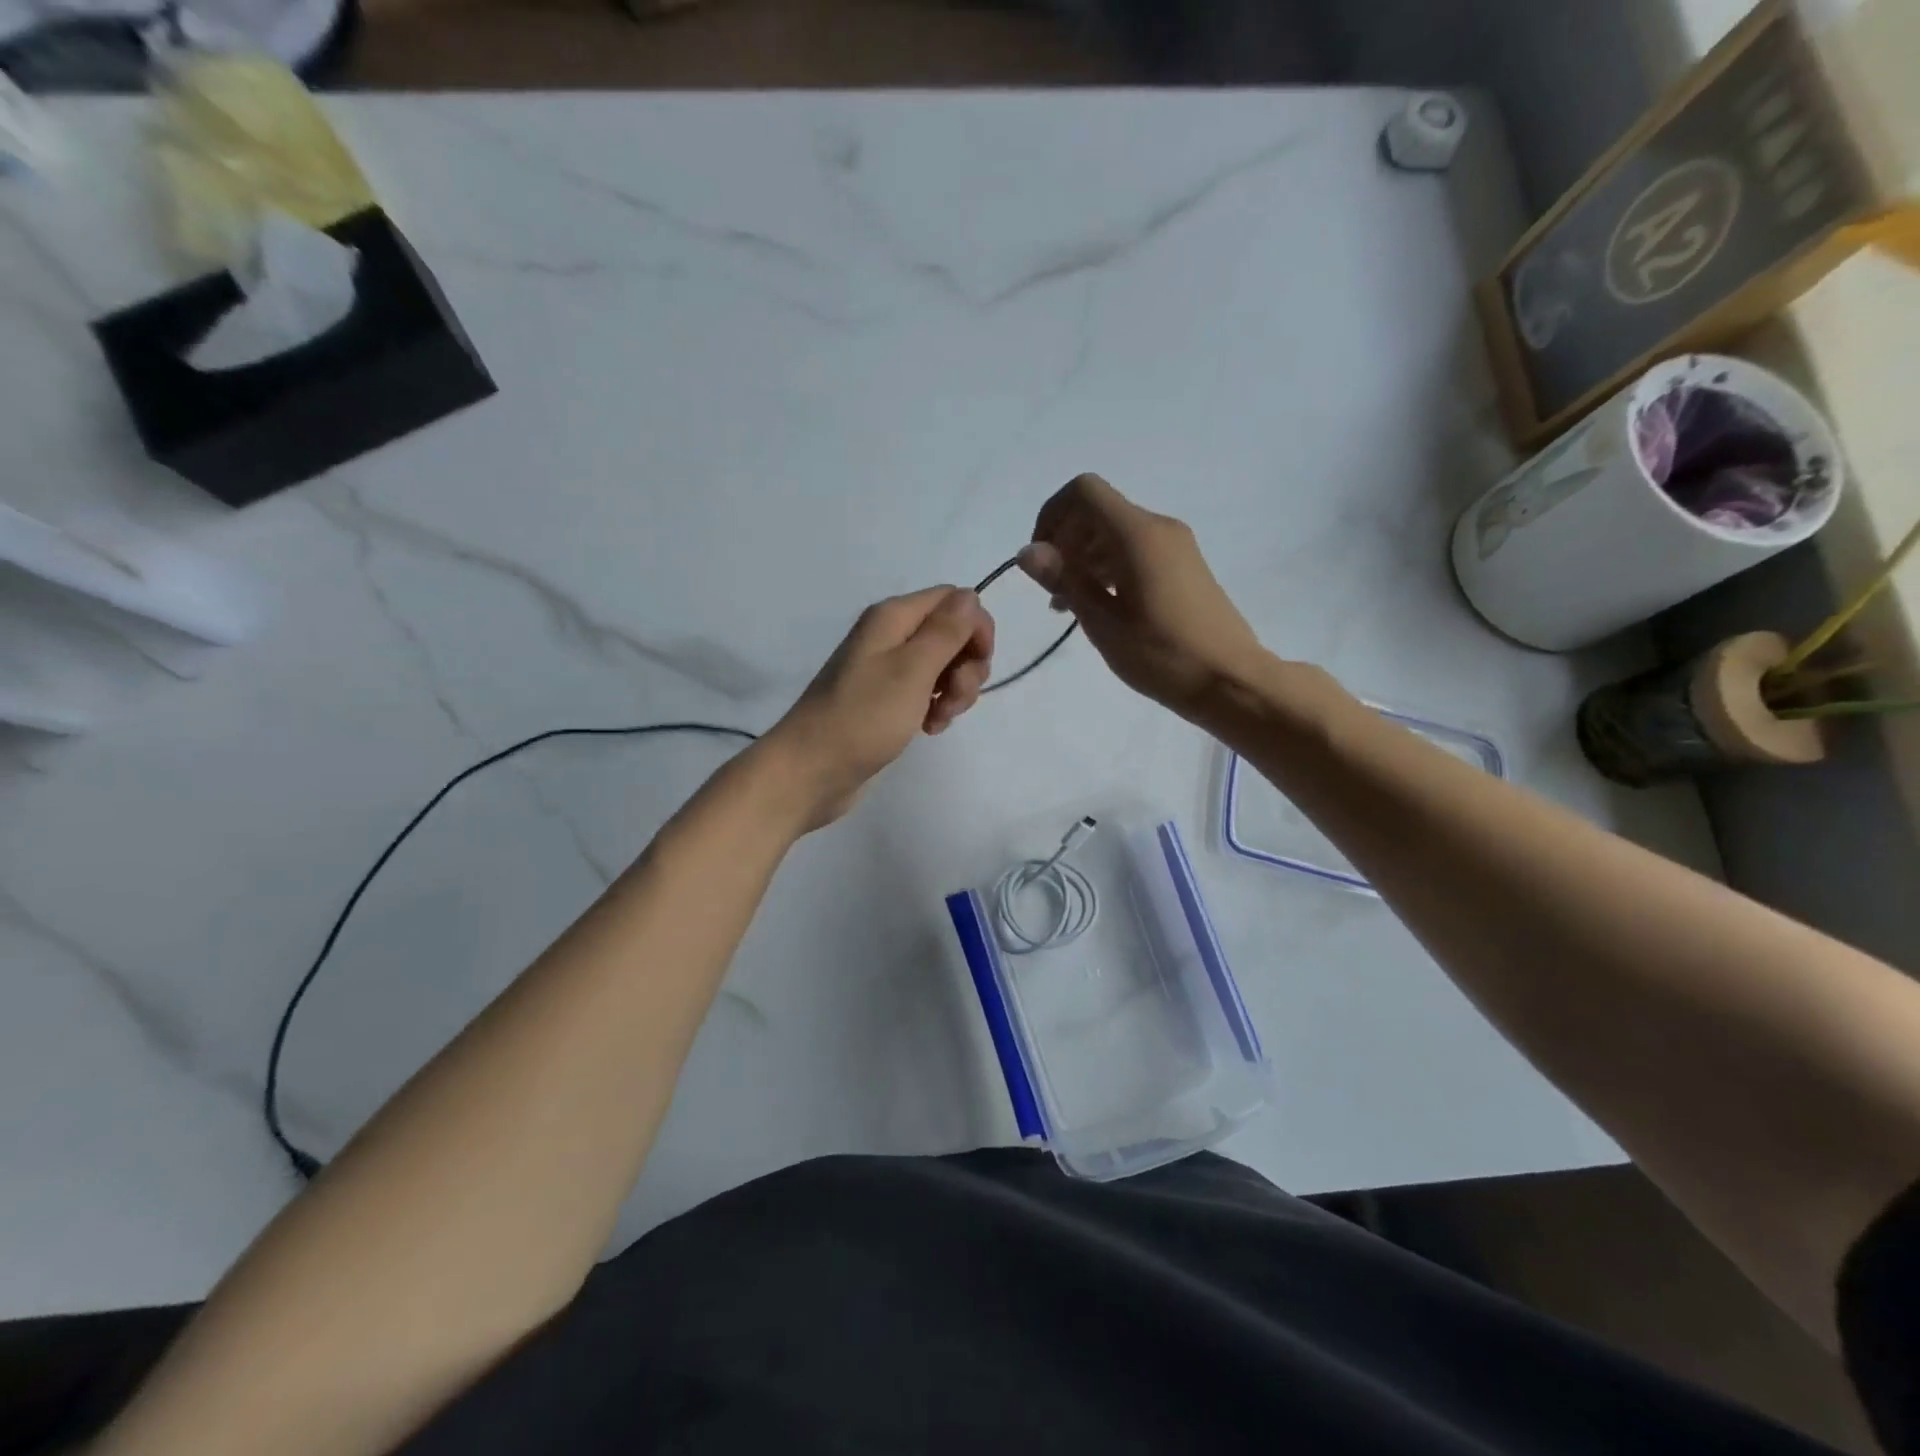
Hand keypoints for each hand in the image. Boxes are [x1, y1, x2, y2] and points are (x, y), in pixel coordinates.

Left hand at [763, 586, 993, 829]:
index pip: (954, 599)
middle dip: (967, 665)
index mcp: (893, 617)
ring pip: (943, 666)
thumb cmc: (864, 717)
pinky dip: (936, 708)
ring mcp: (887, 670)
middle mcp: (890, 636)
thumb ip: (946, 630)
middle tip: (954, 697)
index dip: (976, 627)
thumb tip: (971, 595)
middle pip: (951, 633)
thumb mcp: (912, 670)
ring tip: (939, 718)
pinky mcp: (886, 701)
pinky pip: (926, 693)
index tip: (980, 662)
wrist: (812, 769)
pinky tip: (930, 729)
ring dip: (954, 691)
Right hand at [1021, 473, 1264, 721]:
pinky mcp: (1184, 566)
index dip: (1052, 515)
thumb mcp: (1103, 621)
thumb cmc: (1162, 655)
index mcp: (1138, 534)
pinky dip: (1108, 568)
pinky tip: (1099, 607)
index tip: (1041, 560)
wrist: (1230, 681)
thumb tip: (1027, 551)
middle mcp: (1159, 528)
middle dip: (1065, 541)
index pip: (1084, 492)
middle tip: (1052, 591)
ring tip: (1069, 607)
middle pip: (1098, 511)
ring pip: (1115, 533)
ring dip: (1084, 559)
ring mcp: (1176, 546)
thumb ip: (1065, 579)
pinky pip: (1135, 551)